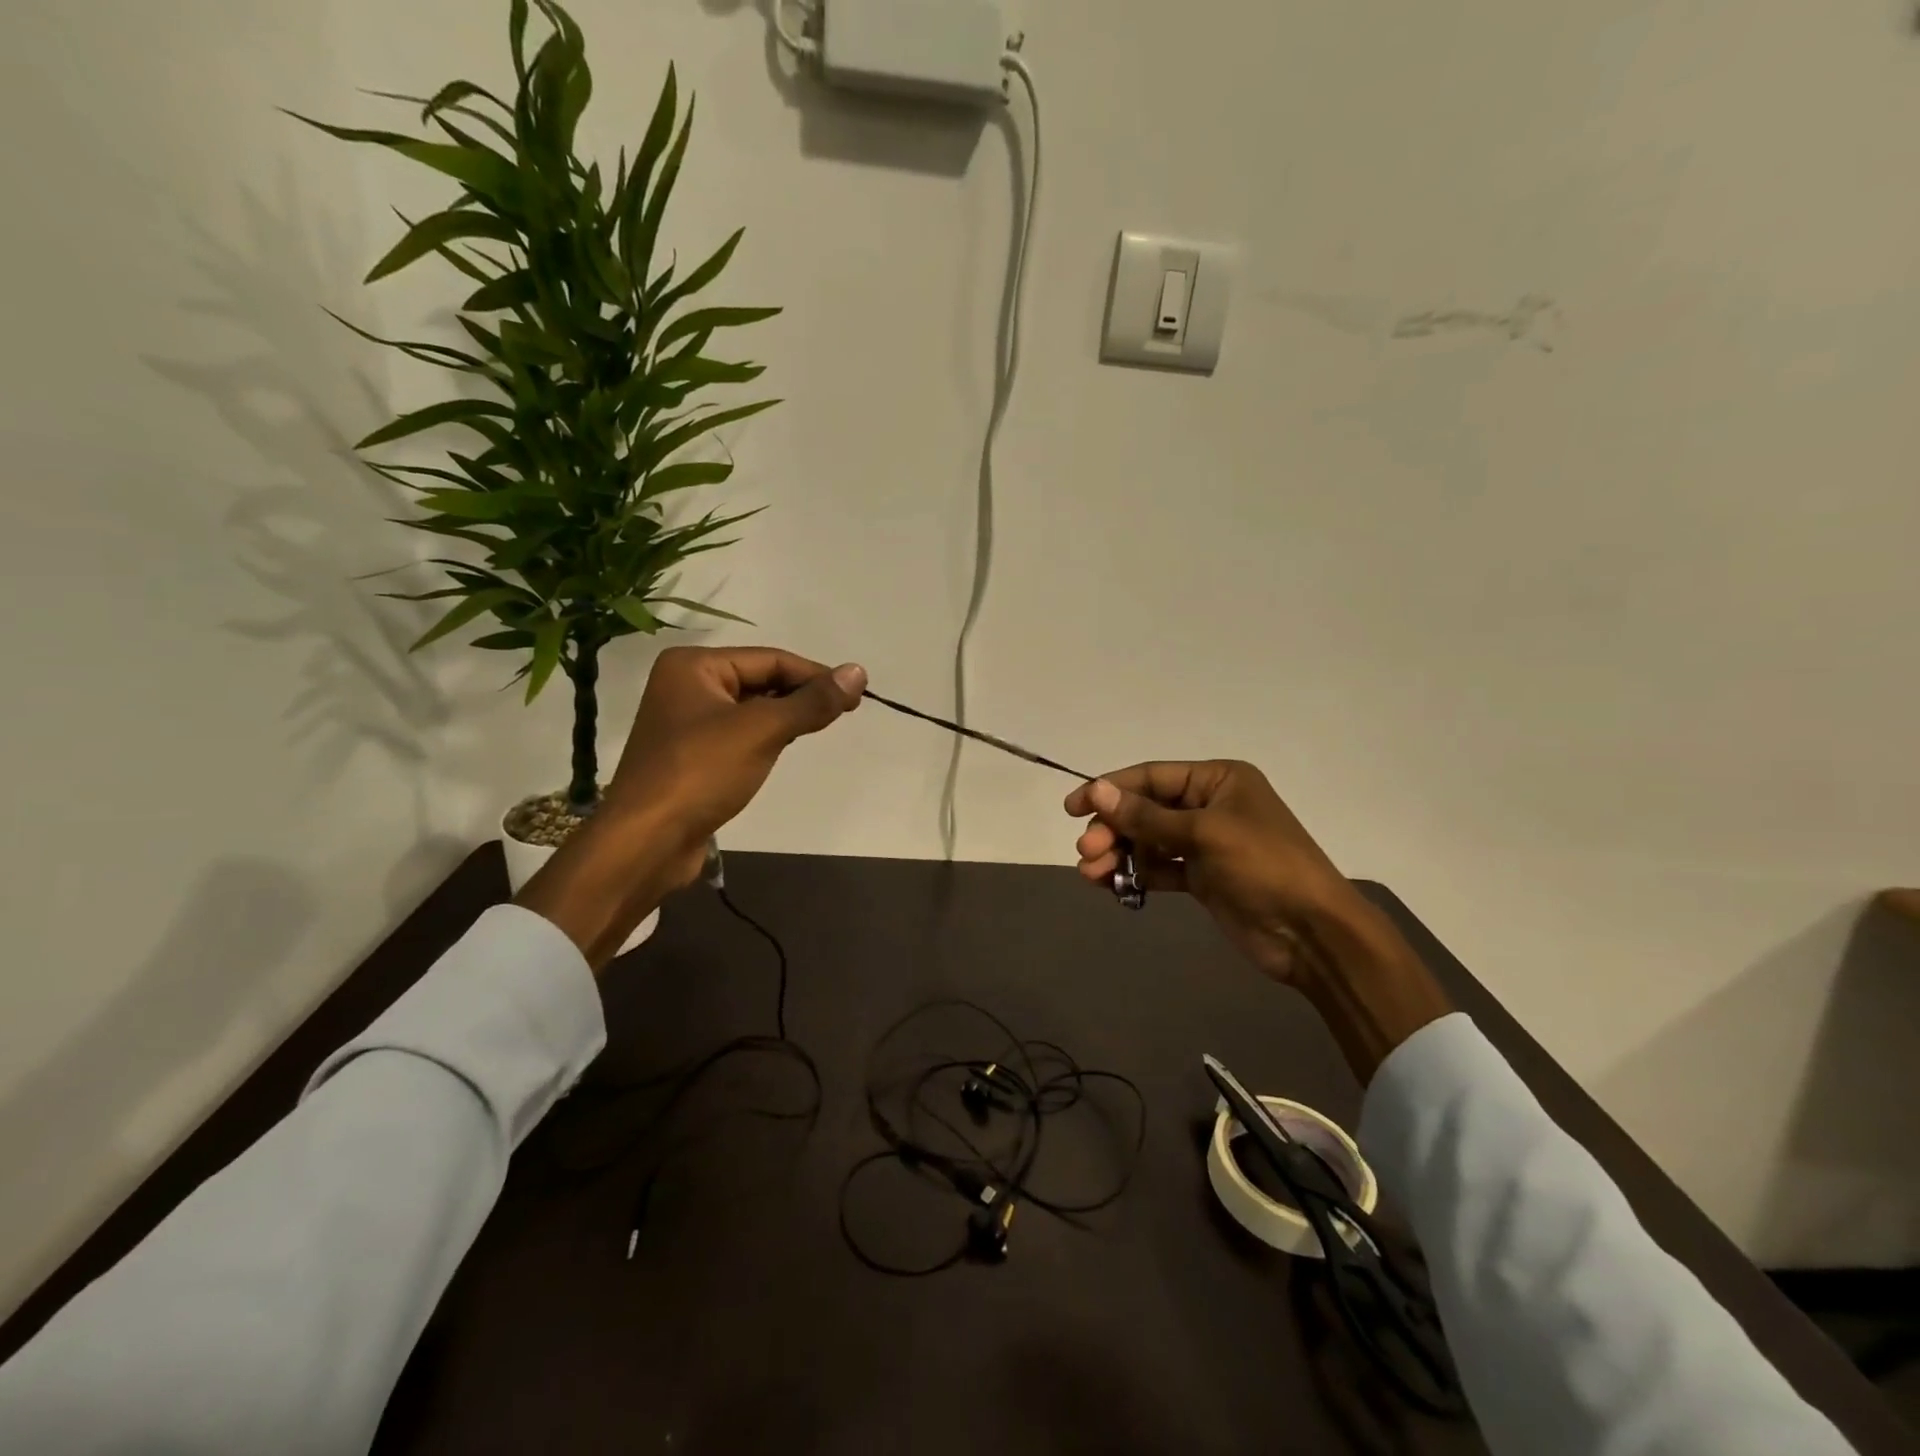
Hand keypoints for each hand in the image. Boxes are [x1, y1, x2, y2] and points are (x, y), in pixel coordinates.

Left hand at [518, 647, 864, 968]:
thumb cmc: (701, 773)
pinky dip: (765, 738)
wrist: (646, 842)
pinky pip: (738, 735)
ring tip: (819, 728)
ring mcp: (685, 722)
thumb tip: (858, 672)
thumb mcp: (763, 731)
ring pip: (751, 709)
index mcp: (694, 665)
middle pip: (760, 680)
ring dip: (785, 717)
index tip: (856, 694)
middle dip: (800, 695)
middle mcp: (686, 685)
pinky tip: (783, 749)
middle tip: (844, 712)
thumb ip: (812, 702)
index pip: (771, 659)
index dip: (816, 675)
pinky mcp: (690, 756)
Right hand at [1064, 761, 1450, 1080]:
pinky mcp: (1202, 877)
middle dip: (1113, 829)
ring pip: (1148, 841)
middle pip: (1145, 809)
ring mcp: (1205, 843)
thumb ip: (1147, 815)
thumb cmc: (1264, 866)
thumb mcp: (1204, 833)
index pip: (1151, 776)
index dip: (1109, 789)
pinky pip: (1159, 868)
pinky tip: (1111, 886)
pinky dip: (1136, 874)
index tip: (1071, 807)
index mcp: (1218, 779)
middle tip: (1086, 852)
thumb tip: (1096, 789)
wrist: (1312, 933)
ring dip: (1118, 854)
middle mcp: (1209, 805)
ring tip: (1091, 874)